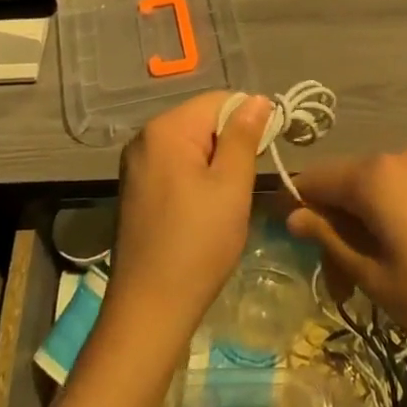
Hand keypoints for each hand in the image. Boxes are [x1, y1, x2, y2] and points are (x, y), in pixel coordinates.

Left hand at [106, 92, 273, 353]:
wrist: (150, 307)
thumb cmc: (198, 243)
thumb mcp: (231, 186)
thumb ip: (244, 136)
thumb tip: (257, 99)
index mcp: (166, 130)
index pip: (219, 100)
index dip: (250, 118)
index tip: (270, 150)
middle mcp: (144, 138)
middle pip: (202, 119)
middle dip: (232, 141)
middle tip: (249, 179)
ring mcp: (136, 164)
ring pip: (191, 144)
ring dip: (217, 161)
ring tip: (231, 196)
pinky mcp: (136, 188)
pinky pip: (176, 164)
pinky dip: (198, 175)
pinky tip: (207, 207)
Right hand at [286, 150, 406, 366]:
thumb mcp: (374, 275)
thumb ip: (329, 239)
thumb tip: (294, 215)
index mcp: (373, 175)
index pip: (312, 179)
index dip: (293, 209)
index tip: (291, 247)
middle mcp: (399, 158)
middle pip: (344, 183)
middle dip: (332, 227)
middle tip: (339, 284)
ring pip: (374, 188)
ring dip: (361, 225)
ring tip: (371, 277)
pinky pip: (403, 190)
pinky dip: (389, 217)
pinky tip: (403, 256)